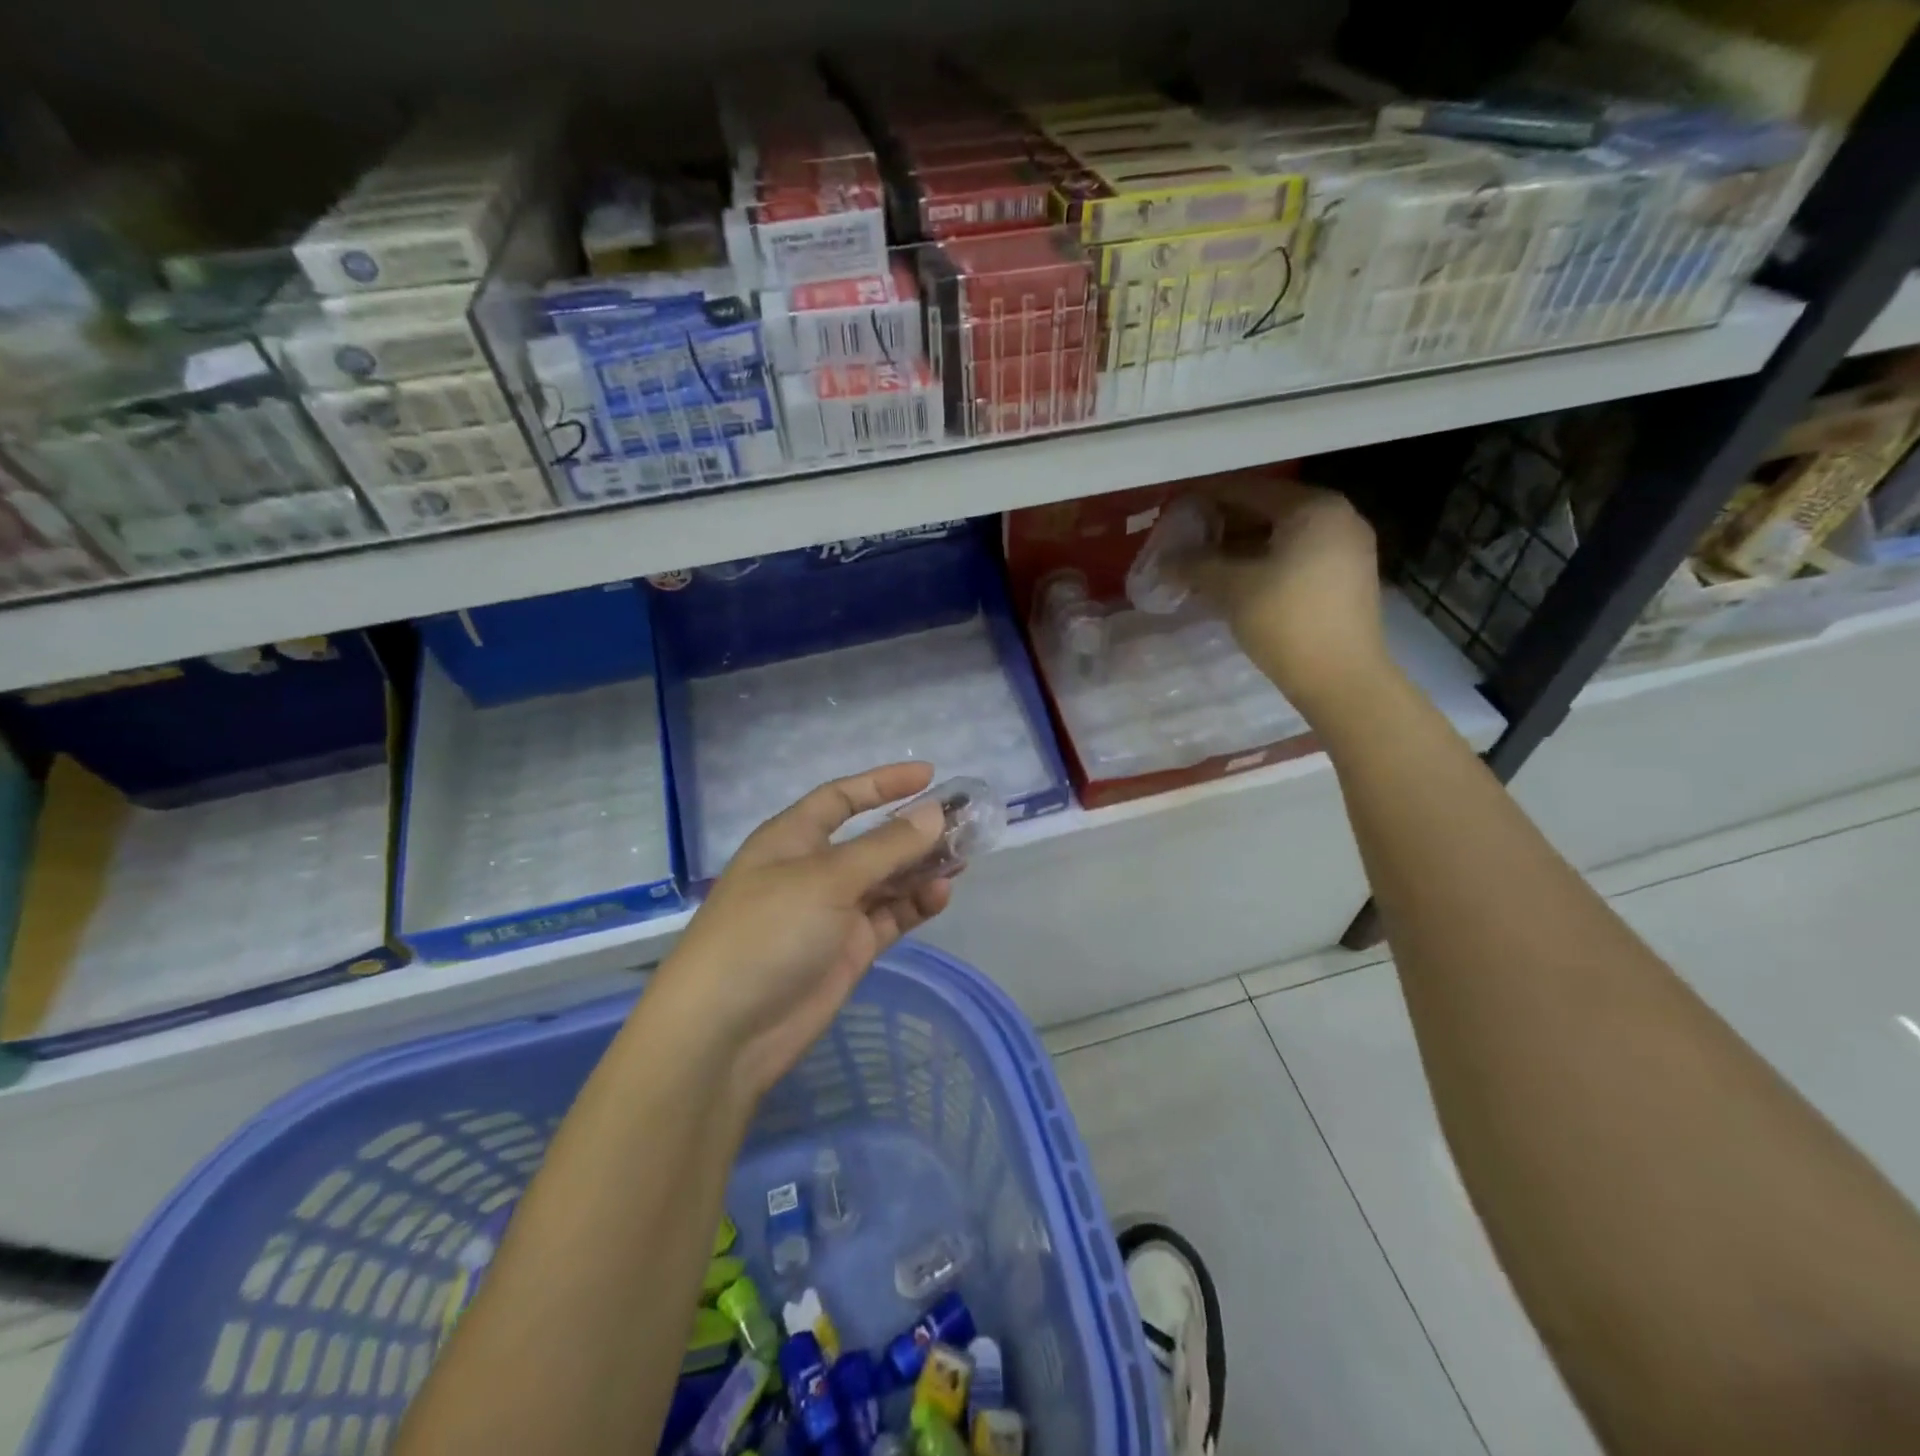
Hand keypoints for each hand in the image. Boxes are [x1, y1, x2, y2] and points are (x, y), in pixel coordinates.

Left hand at [650, 762, 953, 1102]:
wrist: (726, 1031)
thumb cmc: (768, 933)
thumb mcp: (827, 879)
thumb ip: (885, 847)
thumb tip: (933, 814)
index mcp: (793, 838)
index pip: (842, 798)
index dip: (883, 784)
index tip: (930, 776)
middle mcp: (814, 870)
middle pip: (872, 839)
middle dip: (914, 829)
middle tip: (965, 822)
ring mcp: (833, 912)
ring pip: (887, 879)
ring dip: (922, 867)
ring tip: (965, 856)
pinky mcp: (849, 949)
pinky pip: (890, 916)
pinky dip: (916, 904)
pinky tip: (942, 894)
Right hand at [1173, 475, 1387, 711]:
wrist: (1341, 679)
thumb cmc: (1286, 621)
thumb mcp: (1232, 588)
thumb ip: (1195, 565)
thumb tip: (1165, 559)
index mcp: (1314, 508)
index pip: (1249, 489)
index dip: (1207, 498)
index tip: (1174, 510)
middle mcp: (1337, 517)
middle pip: (1267, 510)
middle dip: (1223, 526)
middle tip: (1185, 541)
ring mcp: (1347, 548)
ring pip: (1281, 536)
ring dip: (1240, 548)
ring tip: (1202, 566)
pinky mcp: (1345, 578)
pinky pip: (1295, 557)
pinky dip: (1263, 563)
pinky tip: (1233, 583)